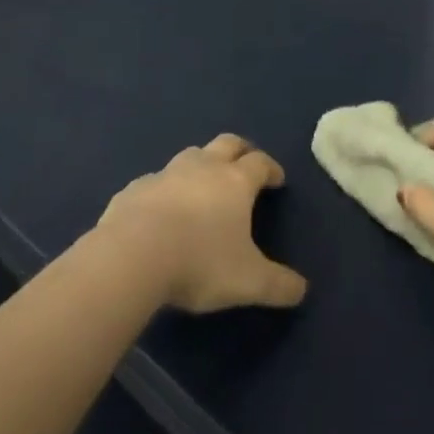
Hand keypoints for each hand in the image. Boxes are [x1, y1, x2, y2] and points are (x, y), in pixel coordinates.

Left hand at [96, 134, 308, 313]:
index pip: (260, 162)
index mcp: (235, 182)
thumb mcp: (248, 282)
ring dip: (201, 165)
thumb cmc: (199, 262)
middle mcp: (203, 167)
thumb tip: (302, 290)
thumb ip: (278, 285)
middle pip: (227, 143)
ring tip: (203, 186)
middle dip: (240, 150)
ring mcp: (166, 174)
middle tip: (245, 165)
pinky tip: (161, 211)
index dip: (271, 168)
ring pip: (191, 155)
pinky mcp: (135, 188)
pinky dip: (165, 189)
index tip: (277, 180)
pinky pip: (155, 182)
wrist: (132, 256)